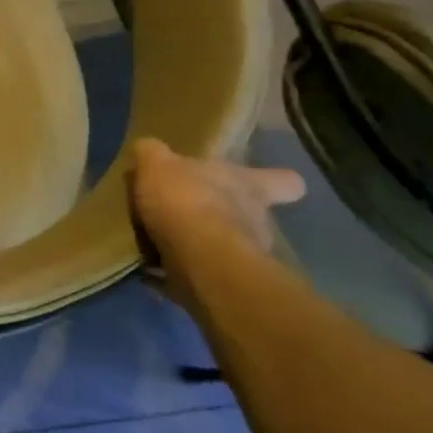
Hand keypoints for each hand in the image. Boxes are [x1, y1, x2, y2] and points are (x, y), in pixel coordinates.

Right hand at [126, 137, 305, 311]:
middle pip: (250, 214)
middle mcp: (257, 220)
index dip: (273, 180)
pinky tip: (149, 270)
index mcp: (250, 186)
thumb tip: (148, 148)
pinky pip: (198, 275)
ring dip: (199, 245)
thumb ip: (153, 154)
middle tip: (184, 213)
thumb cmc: (187, 201)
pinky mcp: (223, 284)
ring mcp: (245, 256)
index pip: (284, 181)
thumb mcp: (158, 164)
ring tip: (160, 243)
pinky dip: (176, 273)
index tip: (255, 181)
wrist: (199, 261)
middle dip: (220, 215)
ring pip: (225, 246)